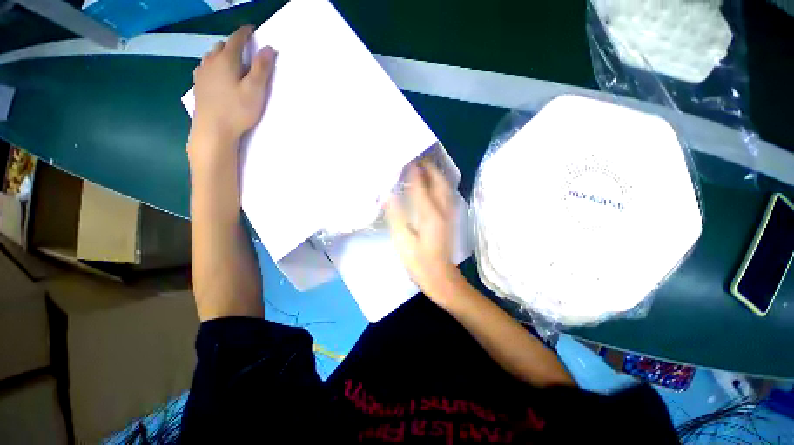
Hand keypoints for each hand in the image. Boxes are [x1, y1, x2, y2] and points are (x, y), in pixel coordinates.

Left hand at [188, 26, 275, 162]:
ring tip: (233, 63)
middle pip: (223, 46)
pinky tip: (218, 75)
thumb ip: (261, 68)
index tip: (252, 29)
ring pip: (212, 56)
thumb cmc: (237, 110)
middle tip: (246, 52)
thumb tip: (268, 48)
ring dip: (223, 55)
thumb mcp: (255, 90)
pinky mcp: (198, 84)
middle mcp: (211, 61)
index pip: (236, 39)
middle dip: (234, 45)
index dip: (245, 33)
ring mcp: (202, 73)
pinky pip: (206, 67)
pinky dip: (214, 66)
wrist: (213, 129)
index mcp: (226, 60)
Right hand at [385, 160, 463, 305]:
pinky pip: (446, 195)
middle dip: (430, 168)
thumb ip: (396, 216)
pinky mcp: (449, 220)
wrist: (441, 278)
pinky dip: (440, 185)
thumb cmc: (419, 262)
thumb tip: (388, 194)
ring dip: (436, 175)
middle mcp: (442, 209)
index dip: (413, 171)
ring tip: (426, 167)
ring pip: (445, 187)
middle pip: (439, 182)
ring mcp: (448, 214)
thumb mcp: (403, 240)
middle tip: (418, 158)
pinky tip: (433, 186)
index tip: (406, 158)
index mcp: (429, 213)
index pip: (421, 185)